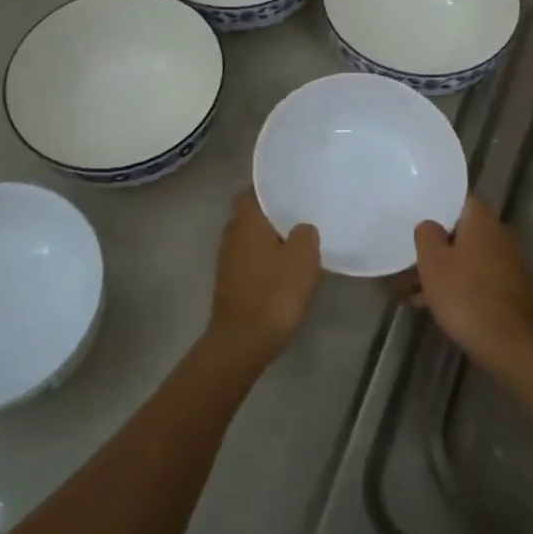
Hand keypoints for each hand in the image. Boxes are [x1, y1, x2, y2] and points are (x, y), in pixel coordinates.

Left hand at [205, 189, 321, 369]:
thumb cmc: (275, 293)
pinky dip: (264, 265)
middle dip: (270, 218)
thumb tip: (302, 228)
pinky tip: (284, 275)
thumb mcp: (304, 259)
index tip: (288, 193)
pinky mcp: (229, 286)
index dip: (265, 191)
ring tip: (295, 247)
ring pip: (249, 242)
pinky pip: (249, 264)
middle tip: (298, 219)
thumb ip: (306, 235)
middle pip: (249, 218)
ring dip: (267, 243)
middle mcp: (231, 237)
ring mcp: (227, 263)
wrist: (243, 342)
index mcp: (246, 223)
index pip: (248, 194)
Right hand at [413, 195, 532, 377]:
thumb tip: (430, 226)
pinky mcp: (506, 290)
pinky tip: (427, 304)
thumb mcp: (432, 260)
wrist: (507, 342)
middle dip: (434, 244)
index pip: (459, 198)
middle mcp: (499, 236)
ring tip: (406, 289)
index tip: (416, 212)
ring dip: (439, 269)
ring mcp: (506, 264)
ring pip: (464, 258)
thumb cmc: (464, 293)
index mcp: (482, 221)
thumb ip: (426, 233)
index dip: (437, 203)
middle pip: (460, 231)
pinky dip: (453, 286)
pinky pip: (473, 279)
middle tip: (406, 254)